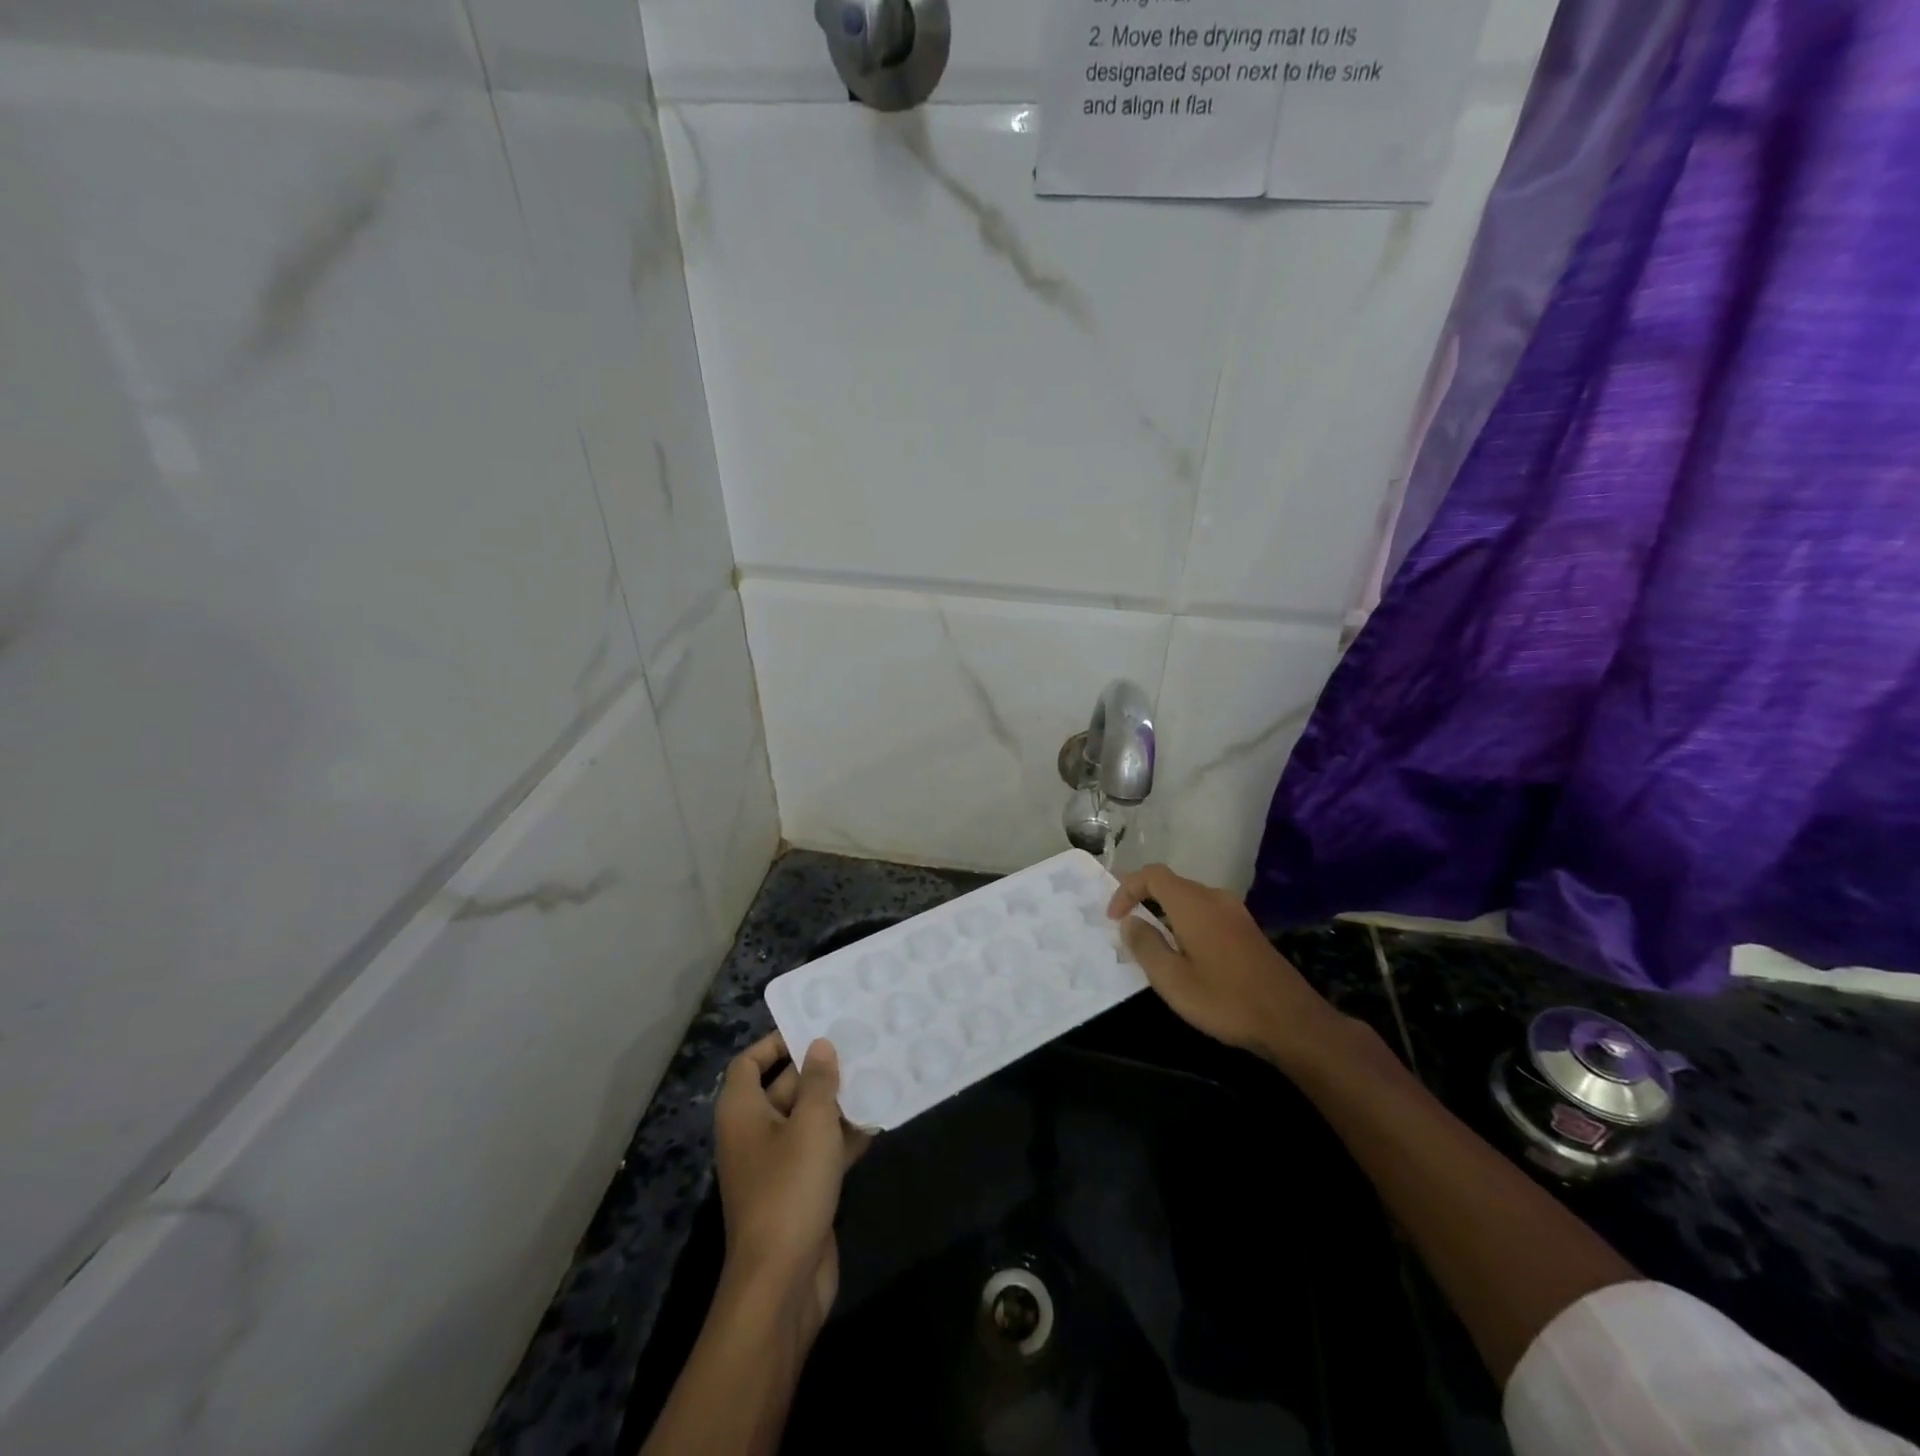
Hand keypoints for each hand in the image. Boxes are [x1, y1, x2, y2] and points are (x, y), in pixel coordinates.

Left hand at [714, 1033, 870, 1342]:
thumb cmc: (789, 1189)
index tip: (812, 1029)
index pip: (749, 1063)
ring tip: (874, 1076)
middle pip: (783, 1088)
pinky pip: (819, 1151)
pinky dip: (843, 1138)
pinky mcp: (798, 1192)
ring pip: (806, 1120)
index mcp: (742, 1112)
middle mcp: (753, 1134)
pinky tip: (876, 1123)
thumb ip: (819, 1081)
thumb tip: (819, 1045)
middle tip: (857, 1046)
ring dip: (836, 1103)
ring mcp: (775, 1166)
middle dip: (817, 1070)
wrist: (782, 1283)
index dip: (775, 1042)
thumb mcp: (811, 1124)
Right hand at [1108, 864, 1344, 1069]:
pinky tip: (1184, 953)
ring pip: (1189, 899)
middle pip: (1171, 883)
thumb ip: (1146, 945)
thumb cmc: (1225, 999)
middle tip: (1126, 928)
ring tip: (1152, 943)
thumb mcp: (1172, 979)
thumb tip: (1130, 922)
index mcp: (1193, 904)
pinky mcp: (1247, 929)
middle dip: (1143, 899)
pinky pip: (1206, 912)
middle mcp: (1214, 898)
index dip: (1126, 889)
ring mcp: (1235, 912)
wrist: (1291, 1021)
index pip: (1152, 874)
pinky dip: (1185, 922)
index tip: (1114, 919)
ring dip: (1164, 912)